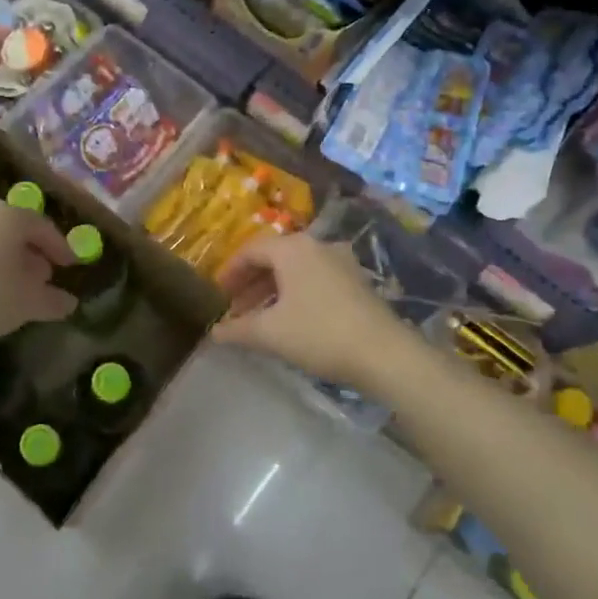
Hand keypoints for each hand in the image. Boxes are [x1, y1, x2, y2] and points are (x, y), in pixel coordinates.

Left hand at [0, 200, 76, 352]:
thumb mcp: (30, 302)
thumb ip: (53, 300)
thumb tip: (69, 302)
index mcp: (8, 215)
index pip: (43, 227)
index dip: (60, 248)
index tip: (70, 267)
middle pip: (14, 230)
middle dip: (31, 253)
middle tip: (42, 277)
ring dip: (4, 259)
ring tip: (14, 286)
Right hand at [211, 233, 410, 387]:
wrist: (383, 353)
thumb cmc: (318, 334)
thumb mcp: (270, 333)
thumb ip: (237, 329)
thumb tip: (215, 332)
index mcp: (293, 248)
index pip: (251, 250)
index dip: (230, 272)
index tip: (218, 294)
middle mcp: (317, 246)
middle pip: (274, 257)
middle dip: (251, 283)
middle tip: (235, 308)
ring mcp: (341, 262)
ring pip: (296, 270)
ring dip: (273, 290)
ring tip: (259, 318)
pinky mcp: (356, 281)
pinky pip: (315, 279)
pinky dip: (296, 294)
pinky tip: (290, 320)